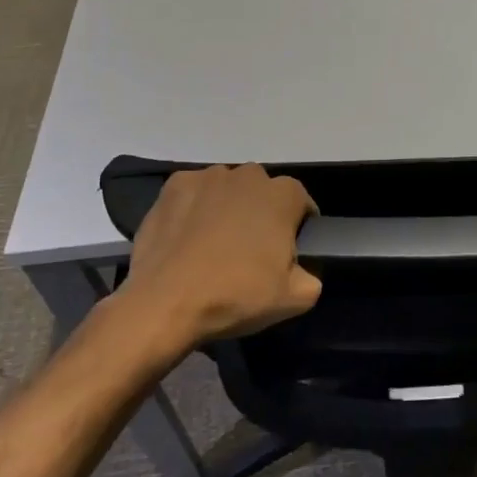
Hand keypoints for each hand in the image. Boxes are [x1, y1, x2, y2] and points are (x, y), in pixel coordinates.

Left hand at [118, 164, 321, 347]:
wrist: (164, 303)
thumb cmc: (235, 295)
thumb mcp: (294, 299)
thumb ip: (312, 277)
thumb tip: (301, 270)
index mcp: (283, 195)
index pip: (301, 203)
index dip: (297, 228)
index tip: (286, 254)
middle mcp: (249, 174)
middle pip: (263, 193)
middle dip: (261, 214)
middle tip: (250, 251)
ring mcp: (209, 176)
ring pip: (228, 190)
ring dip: (227, 208)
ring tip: (213, 245)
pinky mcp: (175, 185)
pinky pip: (194, 193)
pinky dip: (194, 208)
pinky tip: (187, 237)